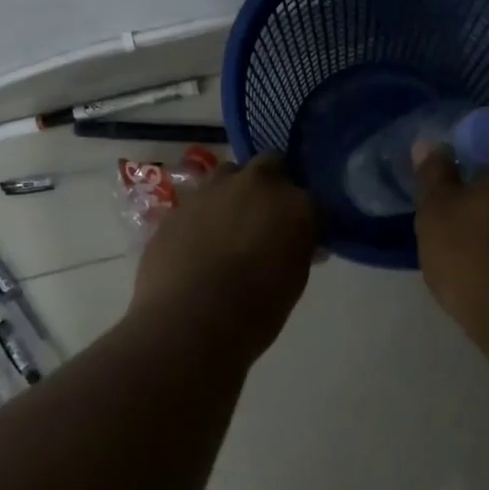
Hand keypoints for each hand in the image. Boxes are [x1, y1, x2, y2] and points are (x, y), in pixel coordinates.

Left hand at [129, 153, 319, 362]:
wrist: (188, 323)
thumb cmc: (255, 311)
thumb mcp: (293, 281)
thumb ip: (297, 248)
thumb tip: (295, 241)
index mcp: (294, 203)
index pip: (310, 197)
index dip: (304, 214)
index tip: (300, 233)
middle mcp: (255, 184)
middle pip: (270, 165)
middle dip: (271, 185)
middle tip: (266, 217)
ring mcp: (212, 190)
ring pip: (229, 174)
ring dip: (234, 192)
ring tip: (229, 226)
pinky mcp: (178, 206)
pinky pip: (198, 200)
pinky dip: (204, 214)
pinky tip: (199, 243)